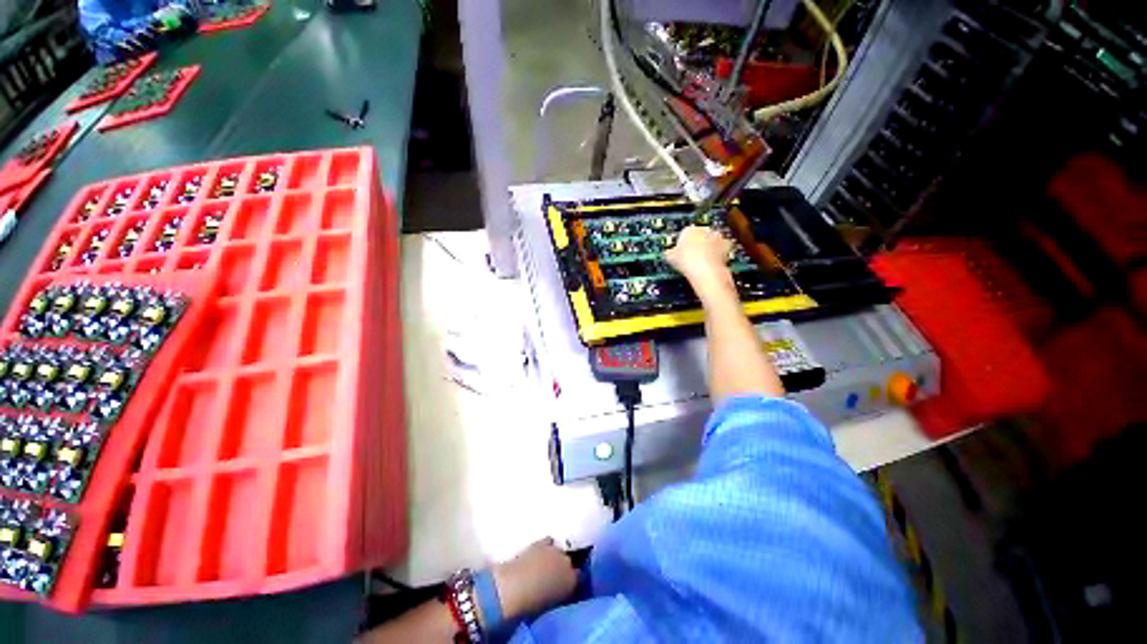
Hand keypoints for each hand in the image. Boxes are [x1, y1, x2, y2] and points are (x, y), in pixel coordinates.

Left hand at [491, 538, 577, 622]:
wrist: (516, 587)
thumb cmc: (532, 604)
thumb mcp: (552, 603)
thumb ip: (561, 594)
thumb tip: (561, 590)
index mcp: (572, 581)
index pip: (580, 577)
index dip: (573, 581)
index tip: (566, 586)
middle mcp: (568, 562)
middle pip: (570, 562)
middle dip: (564, 568)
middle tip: (555, 577)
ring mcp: (555, 550)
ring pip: (560, 552)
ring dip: (555, 557)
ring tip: (547, 565)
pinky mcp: (543, 542)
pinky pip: (549, 542)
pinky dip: (546, 546)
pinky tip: (540, 553)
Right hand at [665, 225, 735, 294]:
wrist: (705, 271)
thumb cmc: (687, 262)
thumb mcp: (670, 258)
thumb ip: (669, 253)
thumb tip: (667, 253)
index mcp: (688, 230)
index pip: (684, 234)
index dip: (682, 244)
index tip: (681, 252)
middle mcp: (704, 230)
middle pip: (699, 235)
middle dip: (697, 244)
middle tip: (691, 257)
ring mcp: (716, 236)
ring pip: (711, 240)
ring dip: (708, 248)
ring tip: (702, 262)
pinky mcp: (727, 245)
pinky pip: (722, 248)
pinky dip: (719, 254)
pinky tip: (712, 263)